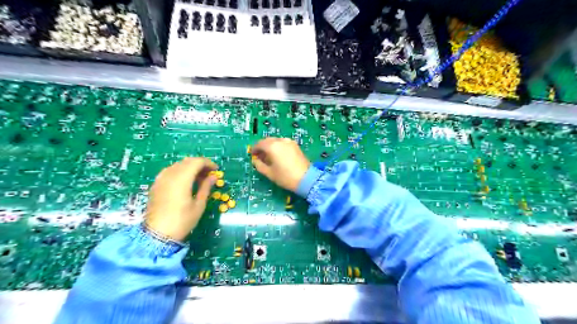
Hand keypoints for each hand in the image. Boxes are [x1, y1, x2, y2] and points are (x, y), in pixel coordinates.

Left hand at [143, 157, 215, 239]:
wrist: (157, 235)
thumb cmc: (182, 221)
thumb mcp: (199, 205)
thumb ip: (206, 187)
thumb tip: (213, 177)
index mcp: (182, 179)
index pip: (197, 162)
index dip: (208, 163)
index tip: (216, 170)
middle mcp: (170, 174)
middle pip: (187, 161)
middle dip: (200, 165)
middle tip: (209, 174)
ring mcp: (161, 178)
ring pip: (178, 165)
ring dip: (190, 167)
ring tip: (199, 179)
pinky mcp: (156, 184)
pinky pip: (170, 171)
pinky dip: (181, 172)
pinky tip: (186, 182)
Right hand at [251, 136, 308, 191]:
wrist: (306, 179)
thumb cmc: (285, 177)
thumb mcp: (269, 173)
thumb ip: (259, 165)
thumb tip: (255, 160)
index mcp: (272, 146)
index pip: (259, 144)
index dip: (254, 149)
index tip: (252, 155)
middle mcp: (281, 141)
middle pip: (268, 140)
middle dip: (262, 147)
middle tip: (260, 156)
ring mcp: (289, 142)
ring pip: (276, 141)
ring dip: (270, 146)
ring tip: (269, 157)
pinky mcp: (296, 145)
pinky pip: (283, 143)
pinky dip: (278, 147)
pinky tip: (278, 156)